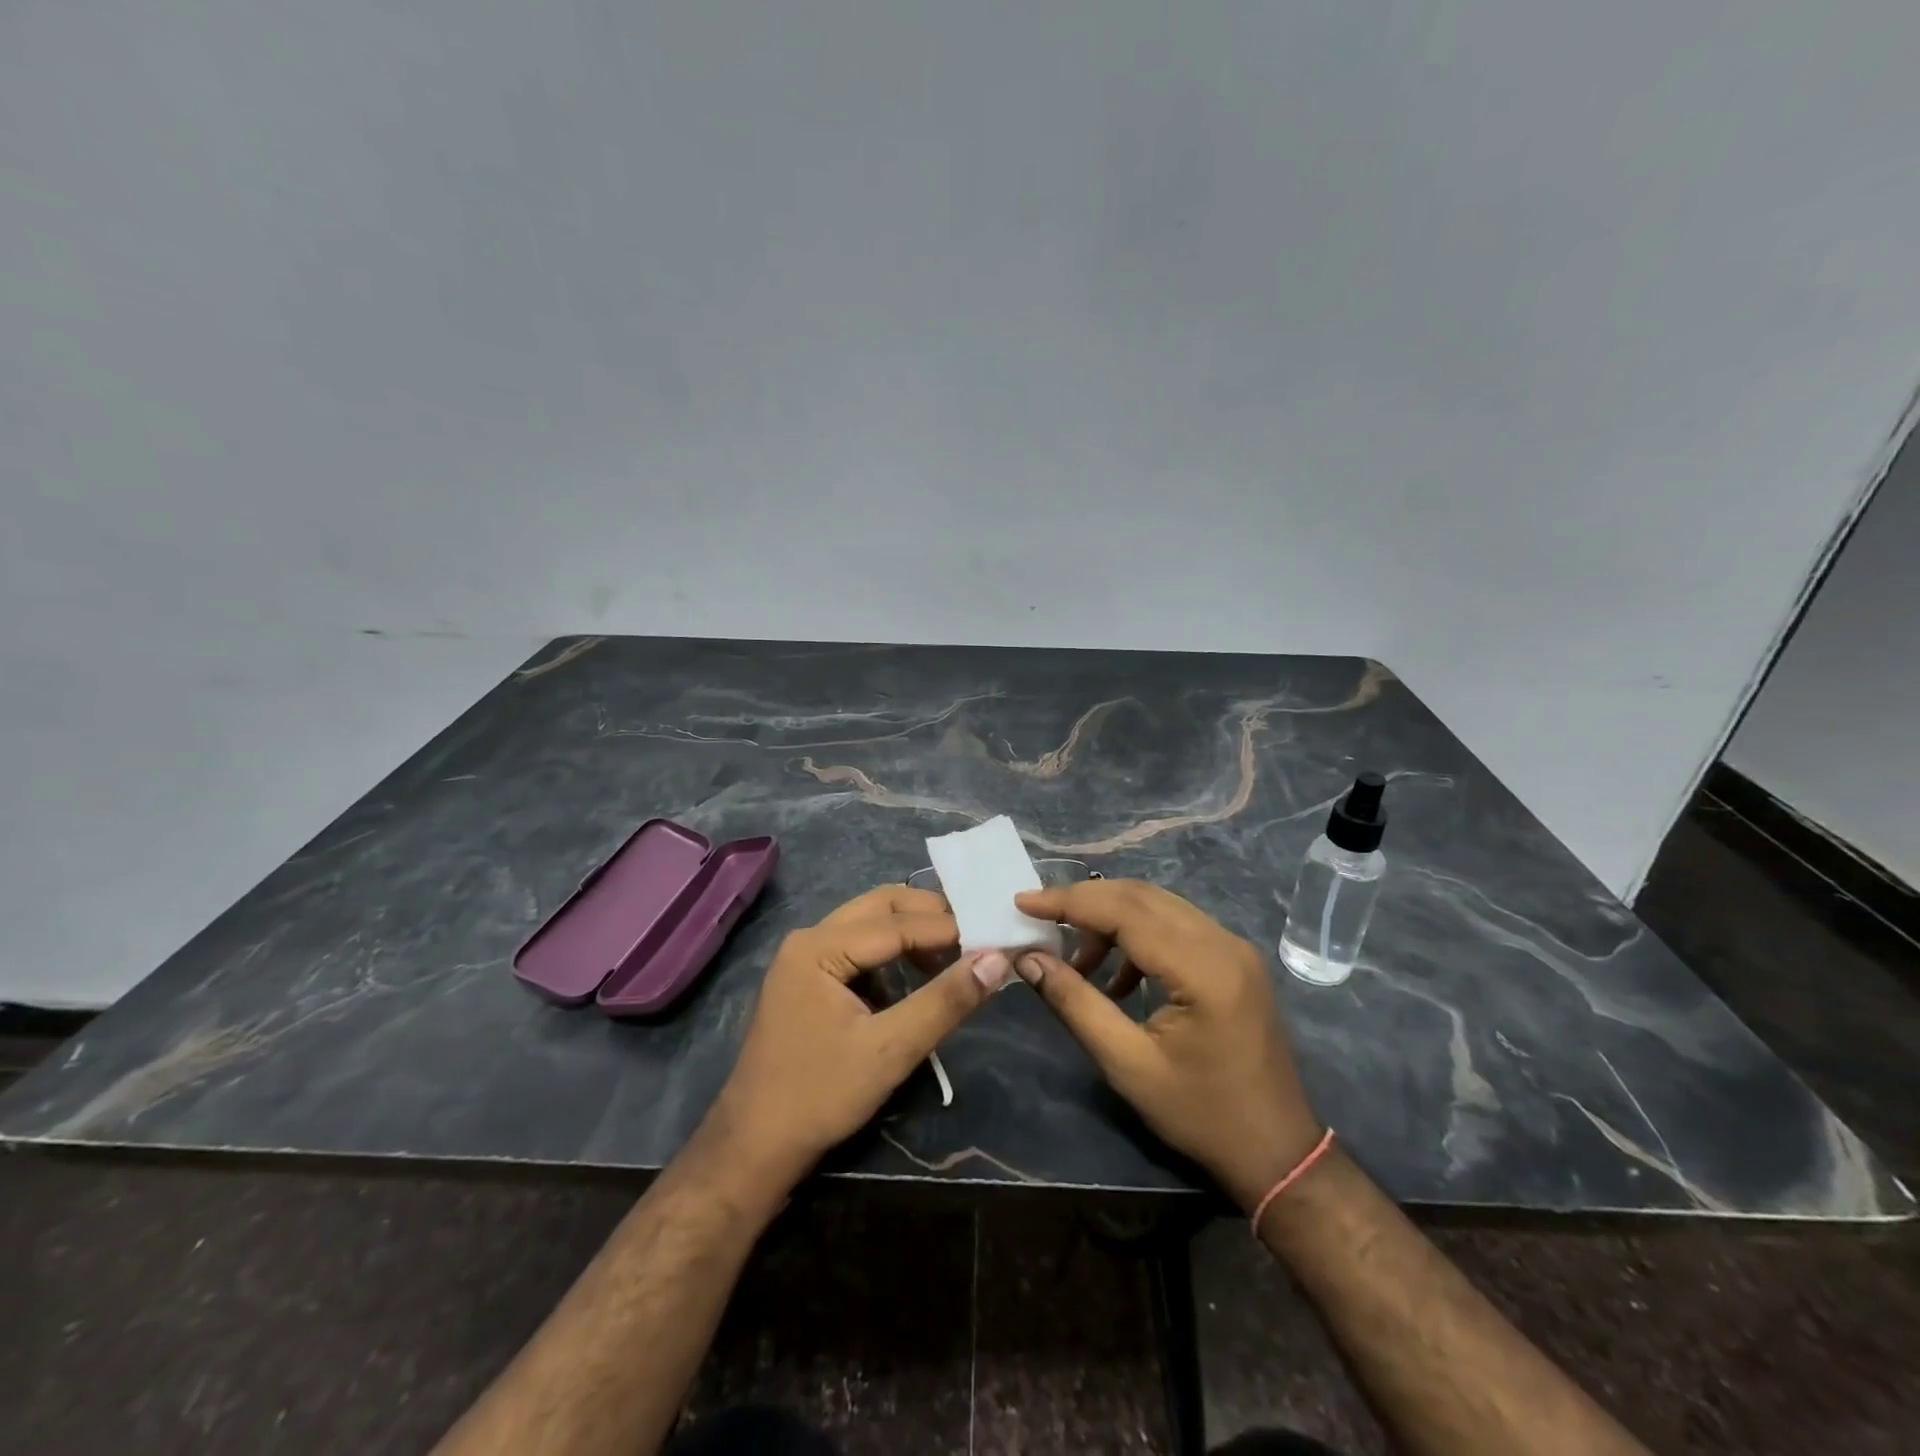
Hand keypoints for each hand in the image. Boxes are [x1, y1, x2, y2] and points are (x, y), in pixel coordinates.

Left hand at [704, 886, 1006, 1186]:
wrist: (754, 1146)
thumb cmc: (820, 1096)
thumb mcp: (890, 1050)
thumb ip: (944, 1001)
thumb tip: (996, 960)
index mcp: (819, 947)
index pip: (896, 923)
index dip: (948, 929)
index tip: (994, 937)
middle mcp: (809, 938)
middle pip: (880, 907)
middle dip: (929, 916)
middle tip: (976, 935)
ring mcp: (804, 957)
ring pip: (869, 923)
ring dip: (912, 931)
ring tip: (954, 954)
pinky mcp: (808, 978)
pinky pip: (858, 946)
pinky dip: (892, 951)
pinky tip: (917, 974)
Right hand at [1013, 880, 1321, 1212]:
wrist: (1276, 1150)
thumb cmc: (1200, 1114)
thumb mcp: (1127, 1064)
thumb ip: (1075, 1003)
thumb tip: (1028, 958)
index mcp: (1203, 969)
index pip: (1125, 911)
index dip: (1069, 901)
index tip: (1023, 901)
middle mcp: (1223, 943)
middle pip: (1141, 896)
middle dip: (1085, 900)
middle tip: (1039, 917)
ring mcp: (1233, 947)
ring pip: (1158, 905)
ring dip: (1110, 917)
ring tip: (1076, 958)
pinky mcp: (1234, 958)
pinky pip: (1175, 925)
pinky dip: (1137, 934)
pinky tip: (1117, 977)